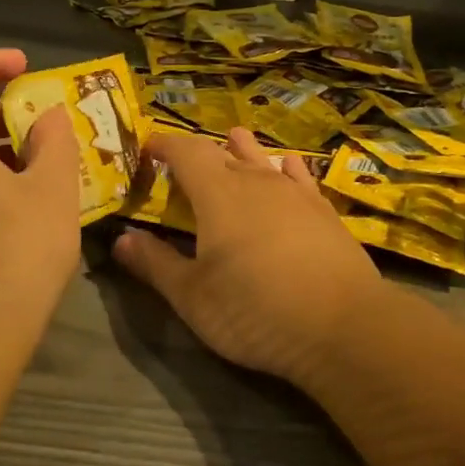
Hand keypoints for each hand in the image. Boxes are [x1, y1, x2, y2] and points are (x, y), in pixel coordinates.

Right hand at [113, 128, 388, 382]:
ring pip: (262, 159)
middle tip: (182, 163)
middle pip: (222, 153)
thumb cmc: (255, 311)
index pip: (185, 151)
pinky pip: (299, 176)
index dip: (163, 145)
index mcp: (217, 193)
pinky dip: (285, 168)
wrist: (343, 326)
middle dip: (198, 154)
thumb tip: (121, 240)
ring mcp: (295, 193)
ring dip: (243, 151)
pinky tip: (286, 166)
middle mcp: (255, 181)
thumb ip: (155, 264)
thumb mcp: (193, 296)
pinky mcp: (324, 211)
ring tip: (233, 140)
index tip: (147, 149)